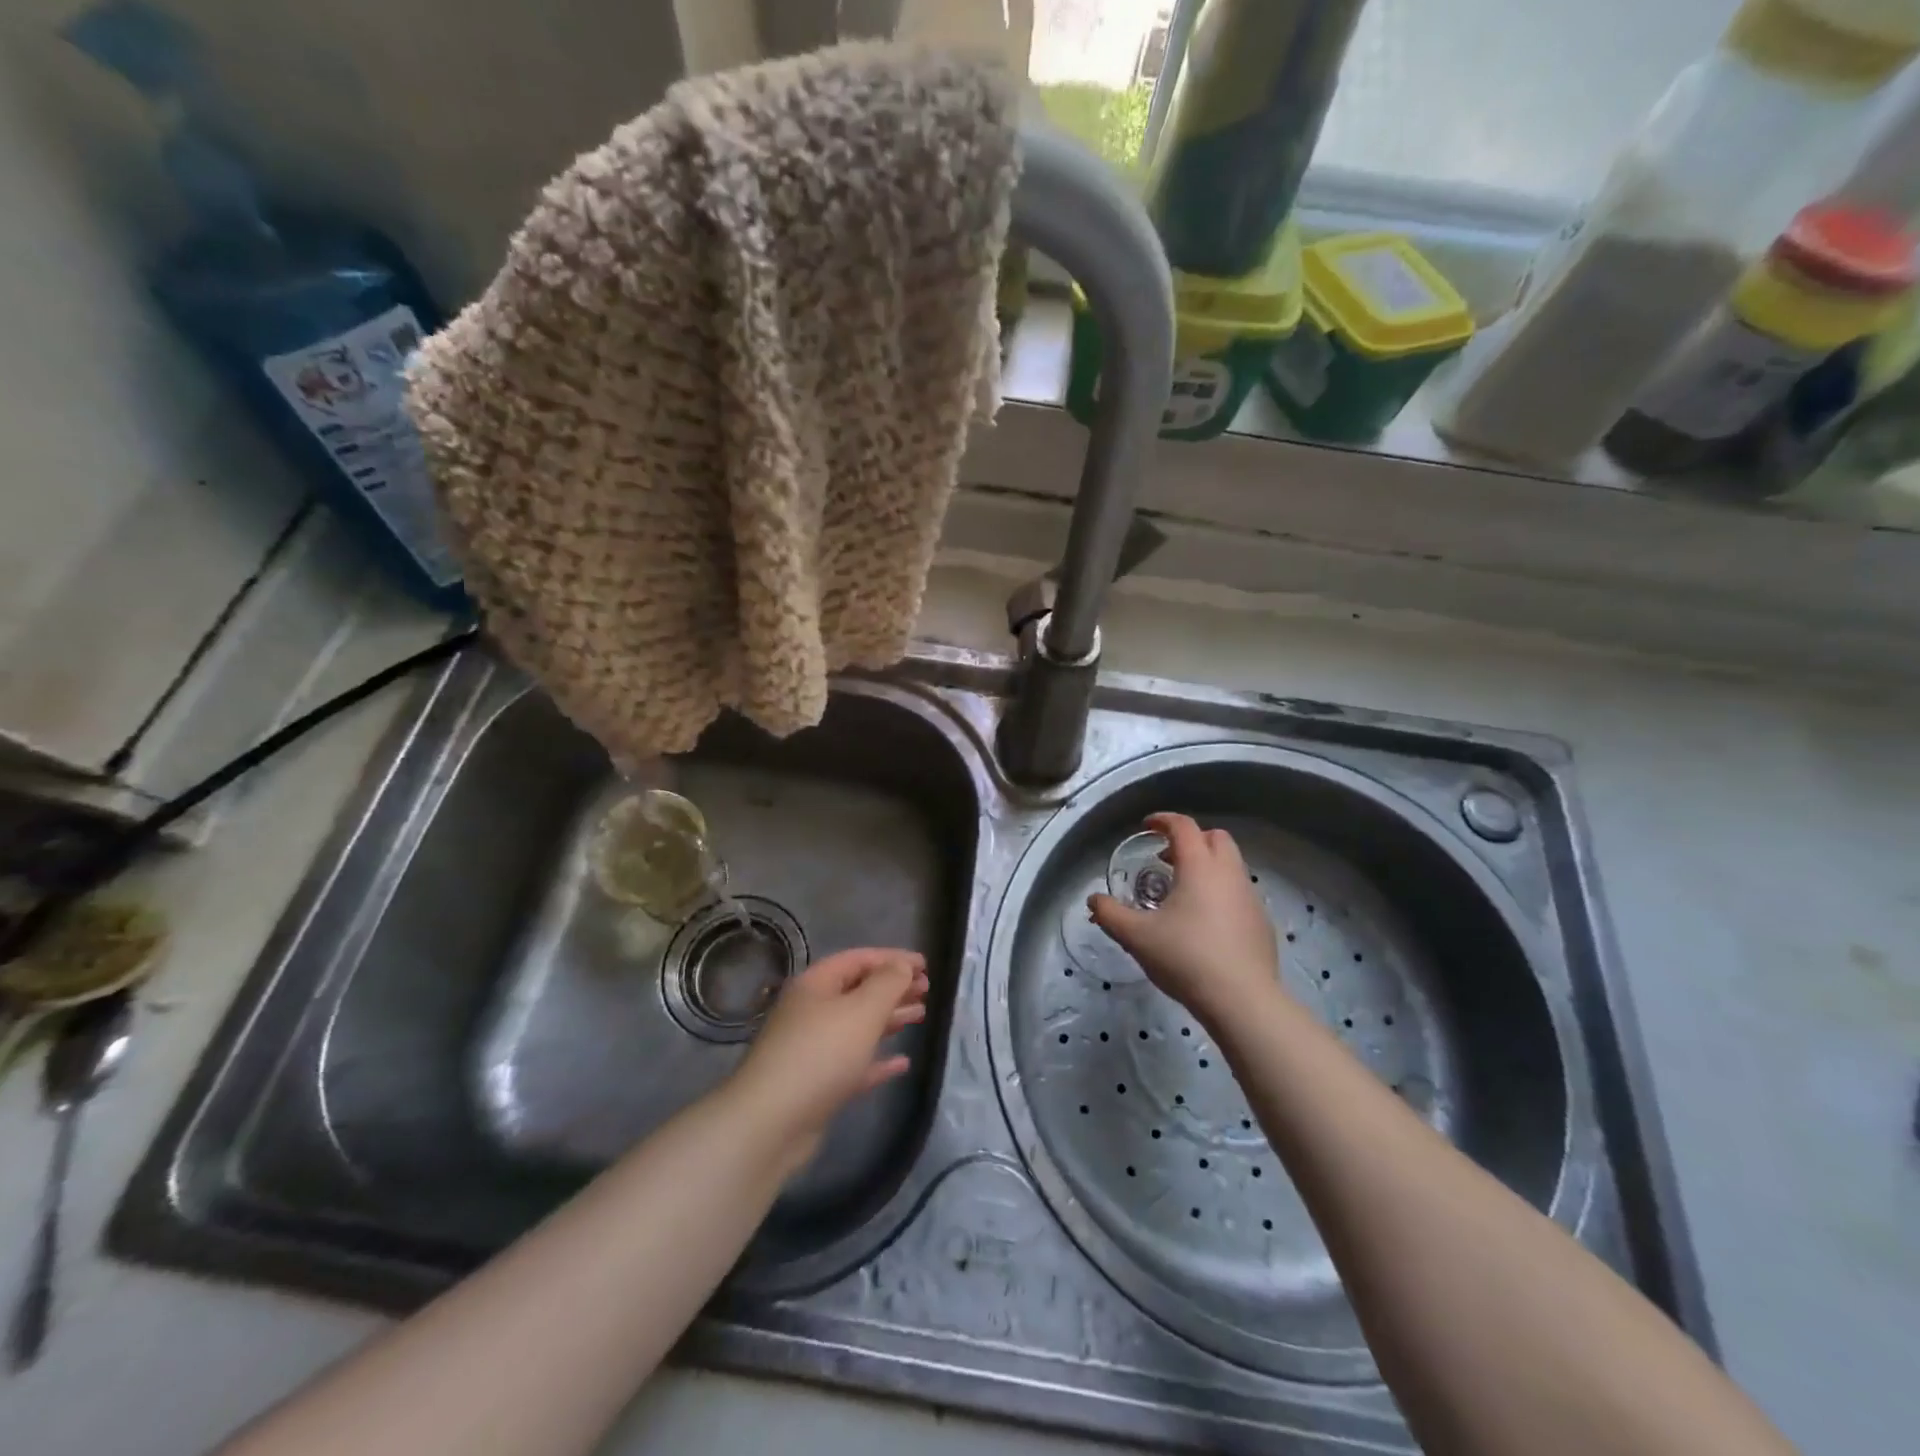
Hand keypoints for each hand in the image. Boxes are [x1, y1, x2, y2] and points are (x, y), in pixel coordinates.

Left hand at [729, 948, 928, 1169]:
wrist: (771, 1124)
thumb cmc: (821, 1053)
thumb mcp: (862, 1010)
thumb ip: (888, 983)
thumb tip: (902, 966)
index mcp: (816, 984)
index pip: (859, 959)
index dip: (893, 958)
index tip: (925, 965)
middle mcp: (811, 1011)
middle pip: (858, 991)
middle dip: (893, 988)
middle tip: (927, 990)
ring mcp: (812, 1049)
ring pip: (857, 1026)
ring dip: (890, 1019)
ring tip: (921, 1016)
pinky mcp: (817, 1085)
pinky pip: (854, 1064)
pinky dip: (878, 1060)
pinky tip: (902, 1063)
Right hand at [1089, 813, 1281, 1030]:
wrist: (1242, 1000)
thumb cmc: (1186, 958)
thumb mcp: (1137, 937)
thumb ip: (1110, 914)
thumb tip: (1093, 900)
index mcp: (1199, 867)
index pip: (1183, 826)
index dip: (1163, 820)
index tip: (1146, 826)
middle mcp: (1229, 873)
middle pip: (1215, 837)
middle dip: (1191, 839)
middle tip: (1166, 857)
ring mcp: (1250, 897)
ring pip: (1231, 865)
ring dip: (1207, 865)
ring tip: (1182, 891)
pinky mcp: (1261, 922)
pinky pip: (1239, 892)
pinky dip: (1221, 891)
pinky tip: (1205, 921)